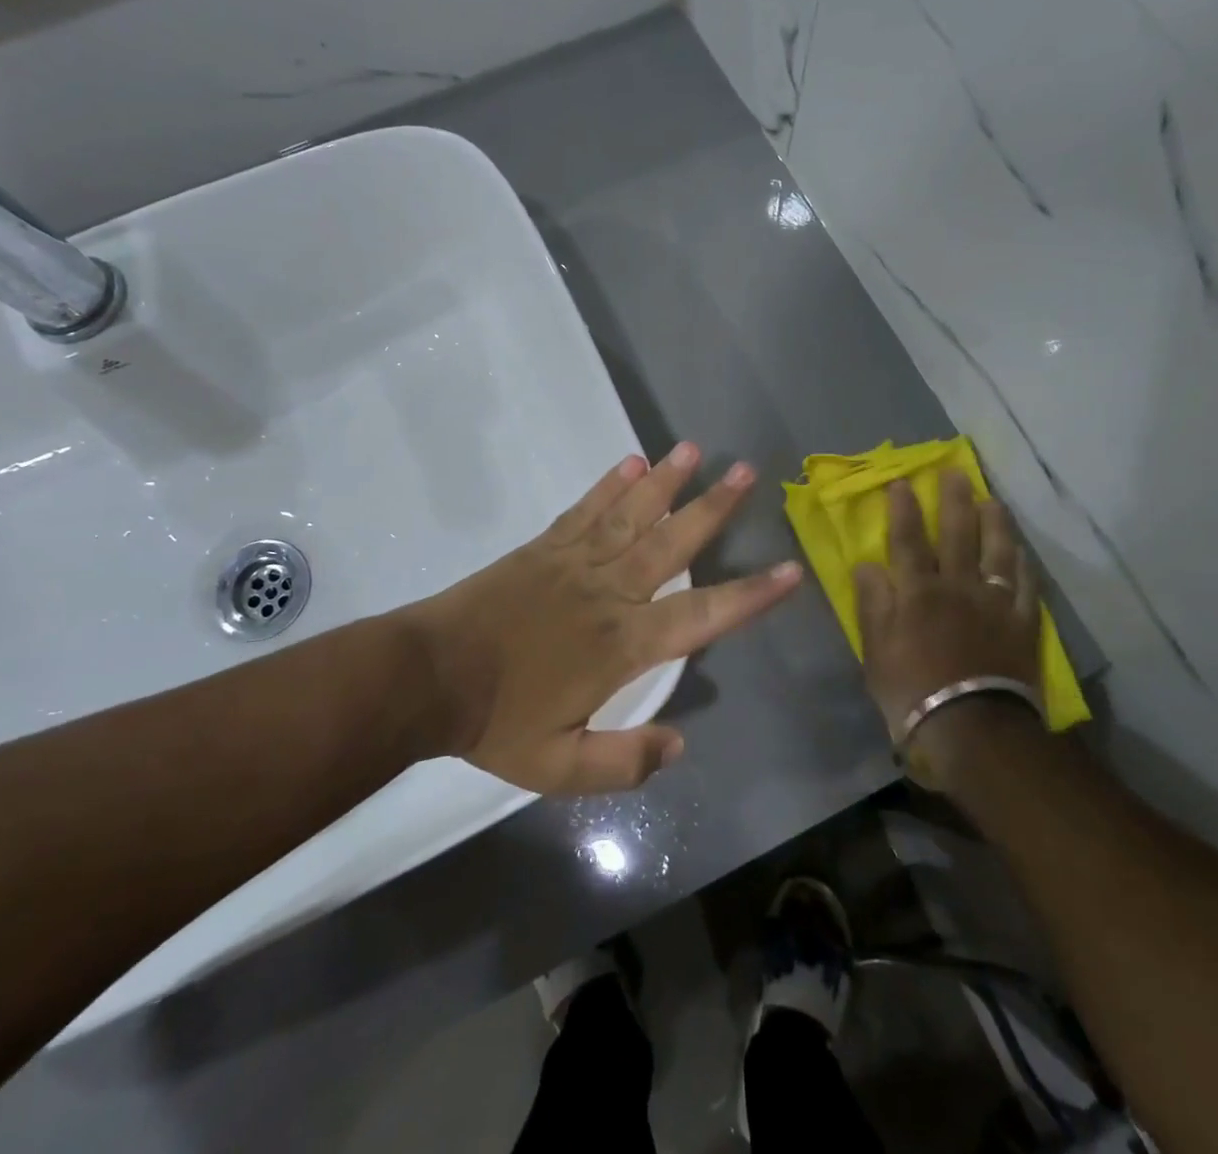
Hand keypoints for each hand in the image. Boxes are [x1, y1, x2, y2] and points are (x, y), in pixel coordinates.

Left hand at [408, 443, 802, 794]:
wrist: (427, 677)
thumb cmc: (496, 722)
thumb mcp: (558, 766)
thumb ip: (622, 762)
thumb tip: (679, 745)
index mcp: (621, 646)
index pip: (700, 616)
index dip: (749, 595)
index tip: (790, 569)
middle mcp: (608, 593)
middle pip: (671, 545)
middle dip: (713, 509)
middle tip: (747, 472)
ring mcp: (574, 563)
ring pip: (631, 515)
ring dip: (666, 482)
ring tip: (695, 450)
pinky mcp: (544, 548)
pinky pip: (584, 510)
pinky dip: (608, 486)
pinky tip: (632, 462)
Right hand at [851, 471, 1040, 737]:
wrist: (973, 729)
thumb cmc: (911, 692)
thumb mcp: (874, 651)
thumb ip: (872, 603)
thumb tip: (867, 563)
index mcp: (917, 592)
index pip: (908, 540)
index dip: (904, 509)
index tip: (902, 481)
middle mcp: (957, 587)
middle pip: (957, 535)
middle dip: (954, 500)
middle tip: (955, 471)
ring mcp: (994, 605)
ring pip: (997, 553)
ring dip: (995, 523)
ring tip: (992, 499)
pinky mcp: (1022, 626)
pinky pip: (1025, 587)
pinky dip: (1023, 566)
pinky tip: (1021, 552)